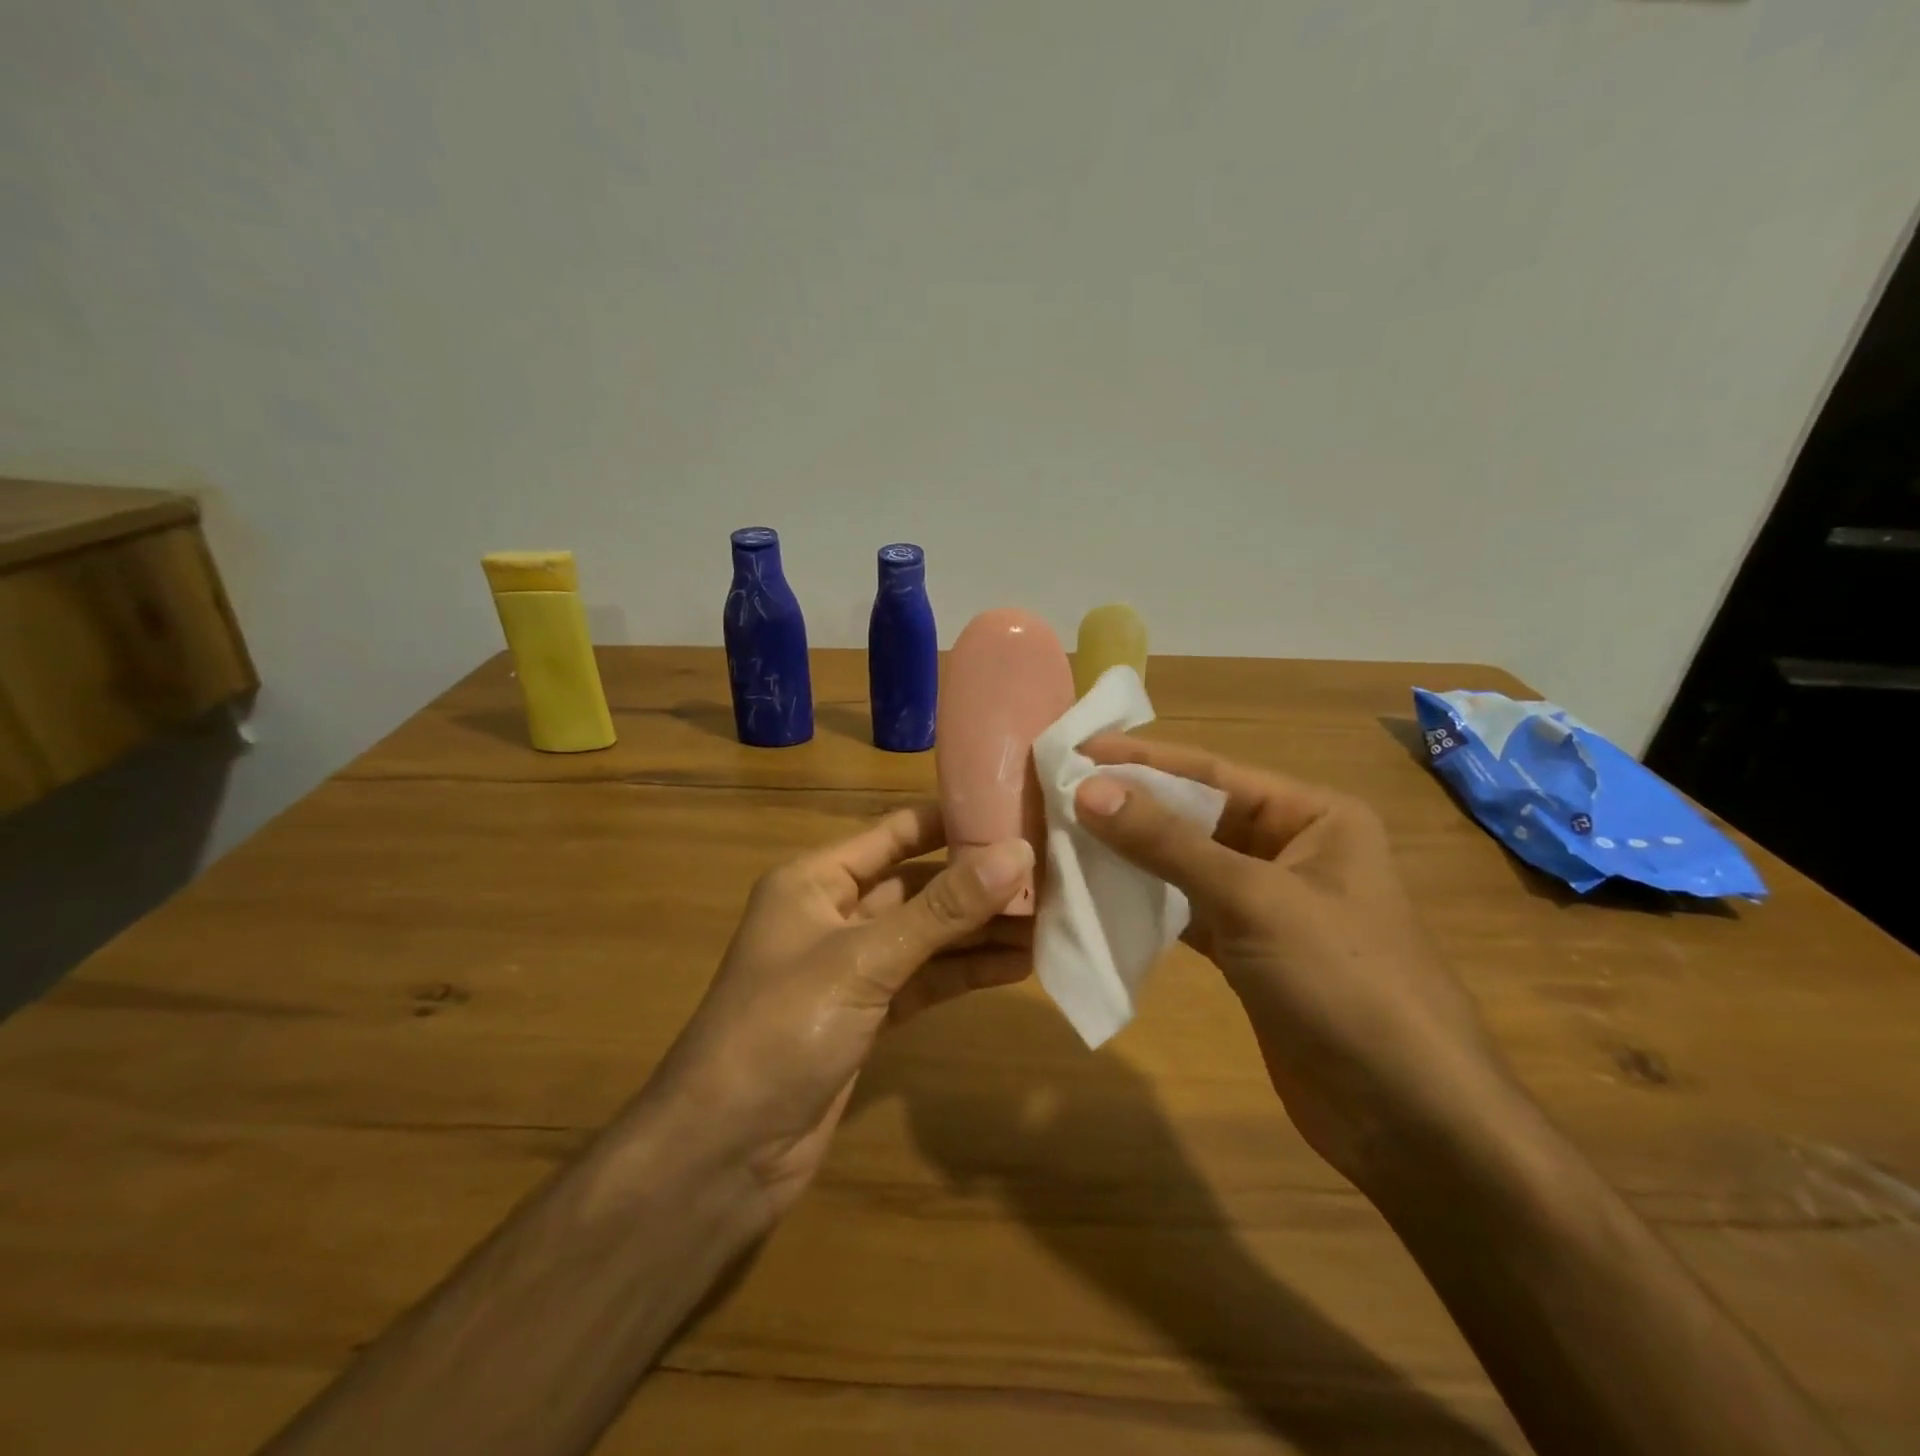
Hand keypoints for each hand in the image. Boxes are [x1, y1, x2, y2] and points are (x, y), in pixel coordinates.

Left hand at [644, 804, 1032, 1220]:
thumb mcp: (865, 959)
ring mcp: (854, 967)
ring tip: (1051, 918)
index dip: (954, 821)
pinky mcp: (870, 1014)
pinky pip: (927, 979)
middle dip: (979, 881)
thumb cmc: (782, 1029)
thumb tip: (1018, 853)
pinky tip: (1019, 964)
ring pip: (929, 935)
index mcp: (816, 880)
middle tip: (1050, 871)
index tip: (1018, 811)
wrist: (725, 1152)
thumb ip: (943, 909)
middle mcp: (836, 913)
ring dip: (981, 930)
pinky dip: (966, 972)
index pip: (896, 832)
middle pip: (919, 885)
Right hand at [1074, 736, 1519, 1192]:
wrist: (1409, 1120)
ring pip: (1186, 864)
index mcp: (1313, 816)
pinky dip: (1144, 903)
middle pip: (1195, 816)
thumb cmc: (1344, 983)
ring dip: (1131, 854)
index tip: (1073, 750)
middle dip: (1130, 806)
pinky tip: (1097, 893)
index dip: (1140, 760)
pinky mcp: (1248, 952)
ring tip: (1063, 836)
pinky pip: (1185, 911)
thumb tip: (1087, 789)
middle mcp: (1291, 849)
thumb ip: (1167, 842)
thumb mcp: (1254, 900)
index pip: (1211, 773)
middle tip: (1056, 792)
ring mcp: (1268, 904)